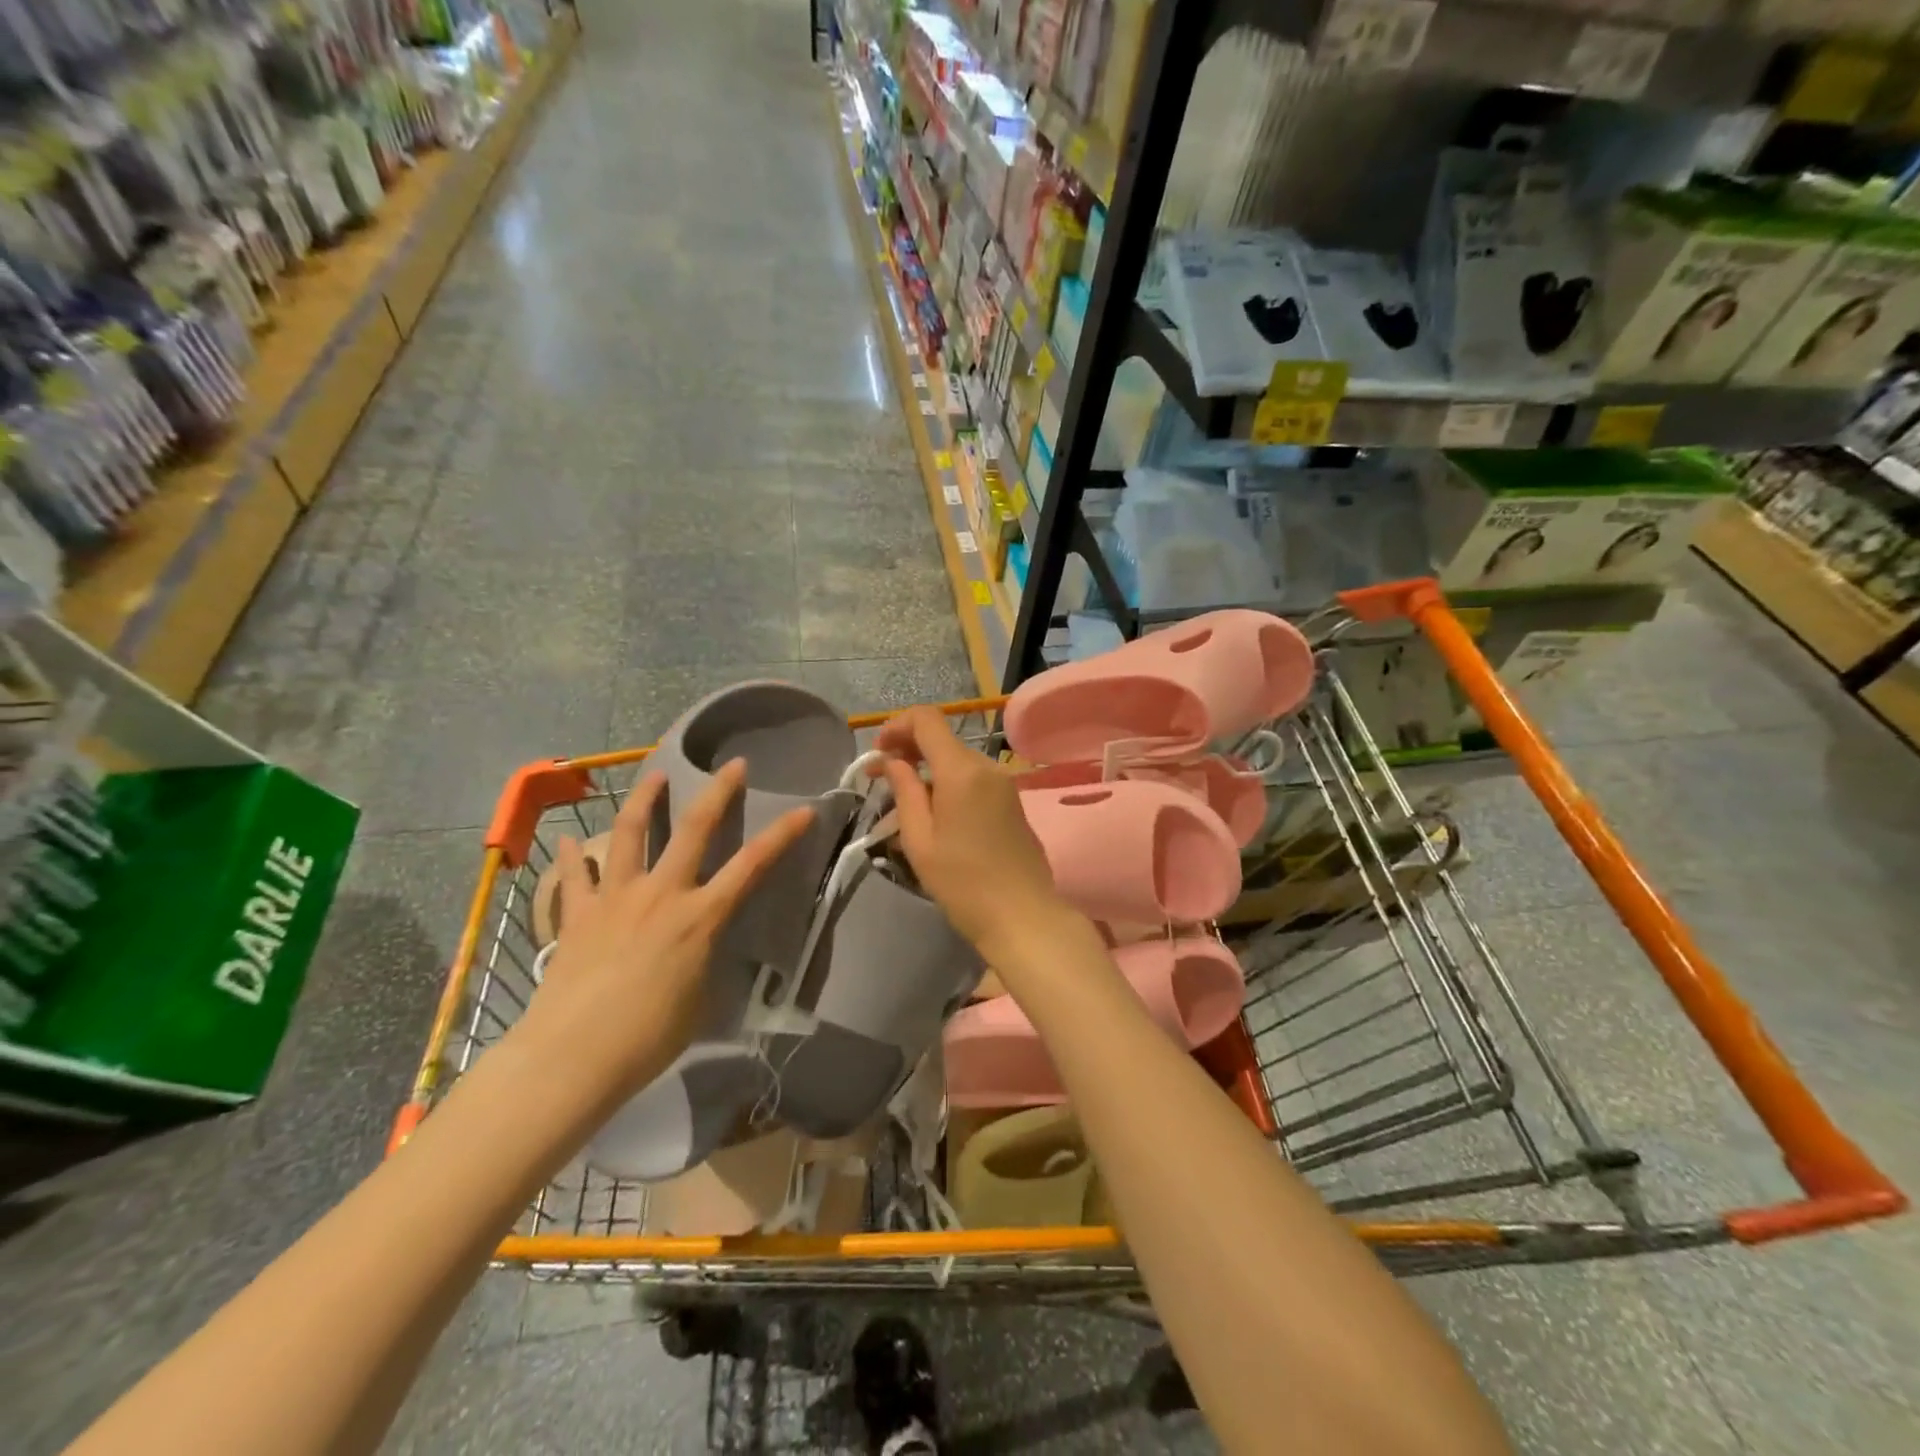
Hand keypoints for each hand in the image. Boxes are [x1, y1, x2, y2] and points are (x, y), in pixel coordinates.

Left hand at [520, 762, 812, 1115]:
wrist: (573, 1057)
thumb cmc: (649, 1038)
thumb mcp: (699, 999)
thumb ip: (703, 960)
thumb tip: (699, 947)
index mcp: (700, 916)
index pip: (753, 864)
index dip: (783, 834)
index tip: (804, 810)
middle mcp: (661, 893)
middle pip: (695, 828)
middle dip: (718, 791)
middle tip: (733, 765)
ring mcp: (615, 898)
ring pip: (629, 833)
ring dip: (644, 799)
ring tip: (654, 776)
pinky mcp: (577, 914)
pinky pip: (574, 876)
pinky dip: (572, 855)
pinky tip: (568, 839)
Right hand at [871, 707, 1075, 964]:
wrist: (1023, 916)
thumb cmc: (963, 883)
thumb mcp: (920, 840)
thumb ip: (905, 791)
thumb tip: (894, 762)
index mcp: (962, 770)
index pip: (927, 719)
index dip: (897, 726)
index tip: (877, 753)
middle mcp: (987, 766)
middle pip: (942, 739)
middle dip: (909, 750)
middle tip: (881, 779)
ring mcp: (1004, 783)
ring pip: (958, 760)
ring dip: (928, 769)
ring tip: (904, 802)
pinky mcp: (1012, 801)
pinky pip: (974, 779)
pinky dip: (949, 783)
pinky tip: (935, 812)